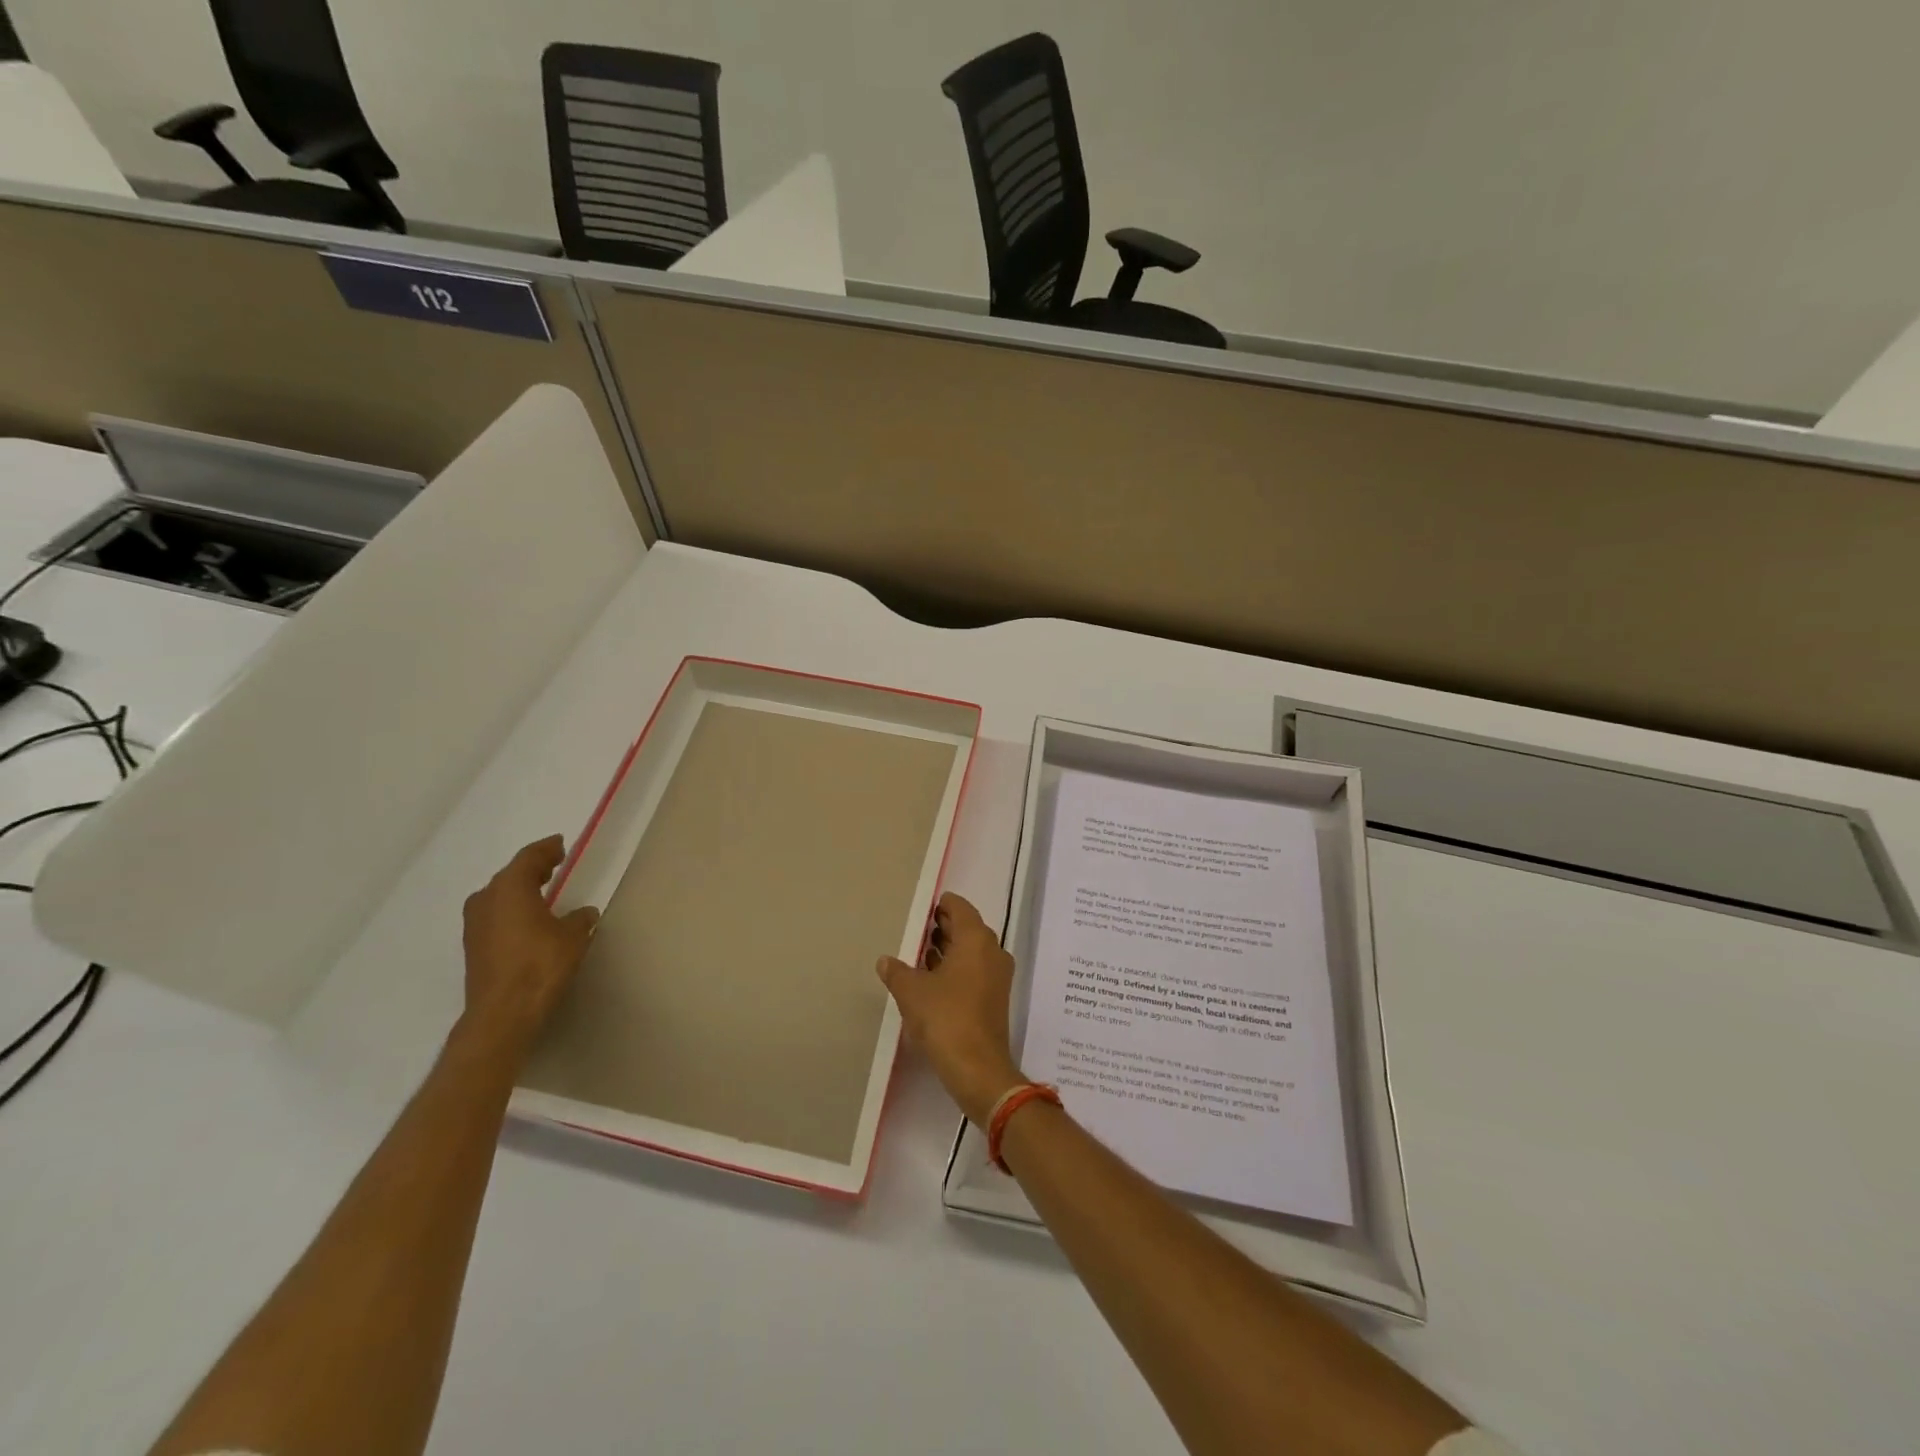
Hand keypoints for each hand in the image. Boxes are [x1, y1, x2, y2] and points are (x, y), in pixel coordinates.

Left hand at [459, 835, 598, 1057]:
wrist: (503, 1012)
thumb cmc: (541, 964)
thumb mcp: (573, 936)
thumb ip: (580, 918)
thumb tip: (584, 913)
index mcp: (510, 887)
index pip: (529, 857)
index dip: (546, 849)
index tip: (560, 844)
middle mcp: (486, 899)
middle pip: (510, 875)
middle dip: (532, 868)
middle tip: (553, 865)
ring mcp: (475, 924)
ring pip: (499, 896)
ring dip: (519, 890)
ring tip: (542, 891)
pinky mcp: (473, 946)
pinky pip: (495, 915)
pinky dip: (511, 909)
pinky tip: (527, 919)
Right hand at [877, 892, 1024, 1125]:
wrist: (977, 1068)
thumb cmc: (945, 1018)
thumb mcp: (911, 992)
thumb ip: (897, 971)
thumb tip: (885, 960)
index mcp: (976, 939)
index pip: (960, 907)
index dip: (941, 905)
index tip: (922, 910)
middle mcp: (992, 951)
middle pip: (967, 928)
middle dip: (942, 927)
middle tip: (916, 931)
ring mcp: (997, 975)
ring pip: (971, 951)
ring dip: (948, 949)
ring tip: (919, 954)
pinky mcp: (995, 997)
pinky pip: (974, 970)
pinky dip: (956, 968)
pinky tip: (932, 979)